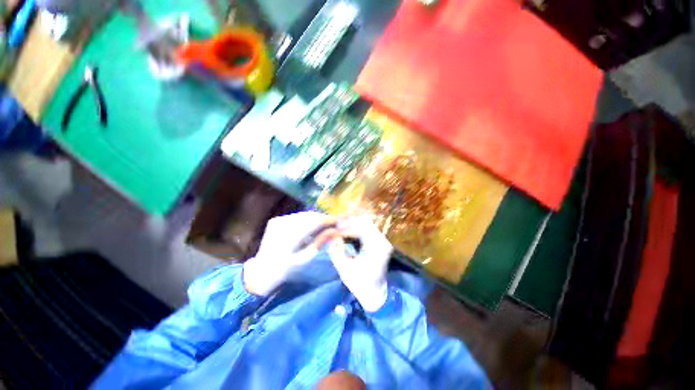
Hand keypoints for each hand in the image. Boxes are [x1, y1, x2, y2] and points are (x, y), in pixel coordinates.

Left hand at [243, 212, 337, 295]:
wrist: (262, 270)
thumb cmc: (286, 269)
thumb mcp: (304, 259)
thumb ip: (319, 243)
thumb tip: (334, 230)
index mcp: (290, 237)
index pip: (314, 222)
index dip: (327, 220)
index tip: (337, 222)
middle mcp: (283, 225)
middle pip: (309, 215)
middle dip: (322, 218)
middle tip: (332, 223)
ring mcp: (278, 221)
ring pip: (303, 214)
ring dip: (314, 218)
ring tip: (323, 225)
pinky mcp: (276, 220)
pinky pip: (296, 216)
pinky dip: (305, 219)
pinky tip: (309, 226)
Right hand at [329, 216, 393, 311]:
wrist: (375, 293)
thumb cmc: (360, 284)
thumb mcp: (344, 270)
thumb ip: (336, 252)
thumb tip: (331, 237)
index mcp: (376, 248)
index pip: (360, 229)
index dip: (345, 228)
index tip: (333, 231)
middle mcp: (382, 240)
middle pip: (364, 221)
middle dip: (348, 222)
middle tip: (334, 226)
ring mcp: (382, 239)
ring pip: (365, 222)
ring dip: (351, 223)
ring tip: (338, 228)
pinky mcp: (379, 240)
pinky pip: (367, 227)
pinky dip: (355, 226)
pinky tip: (346, 231)